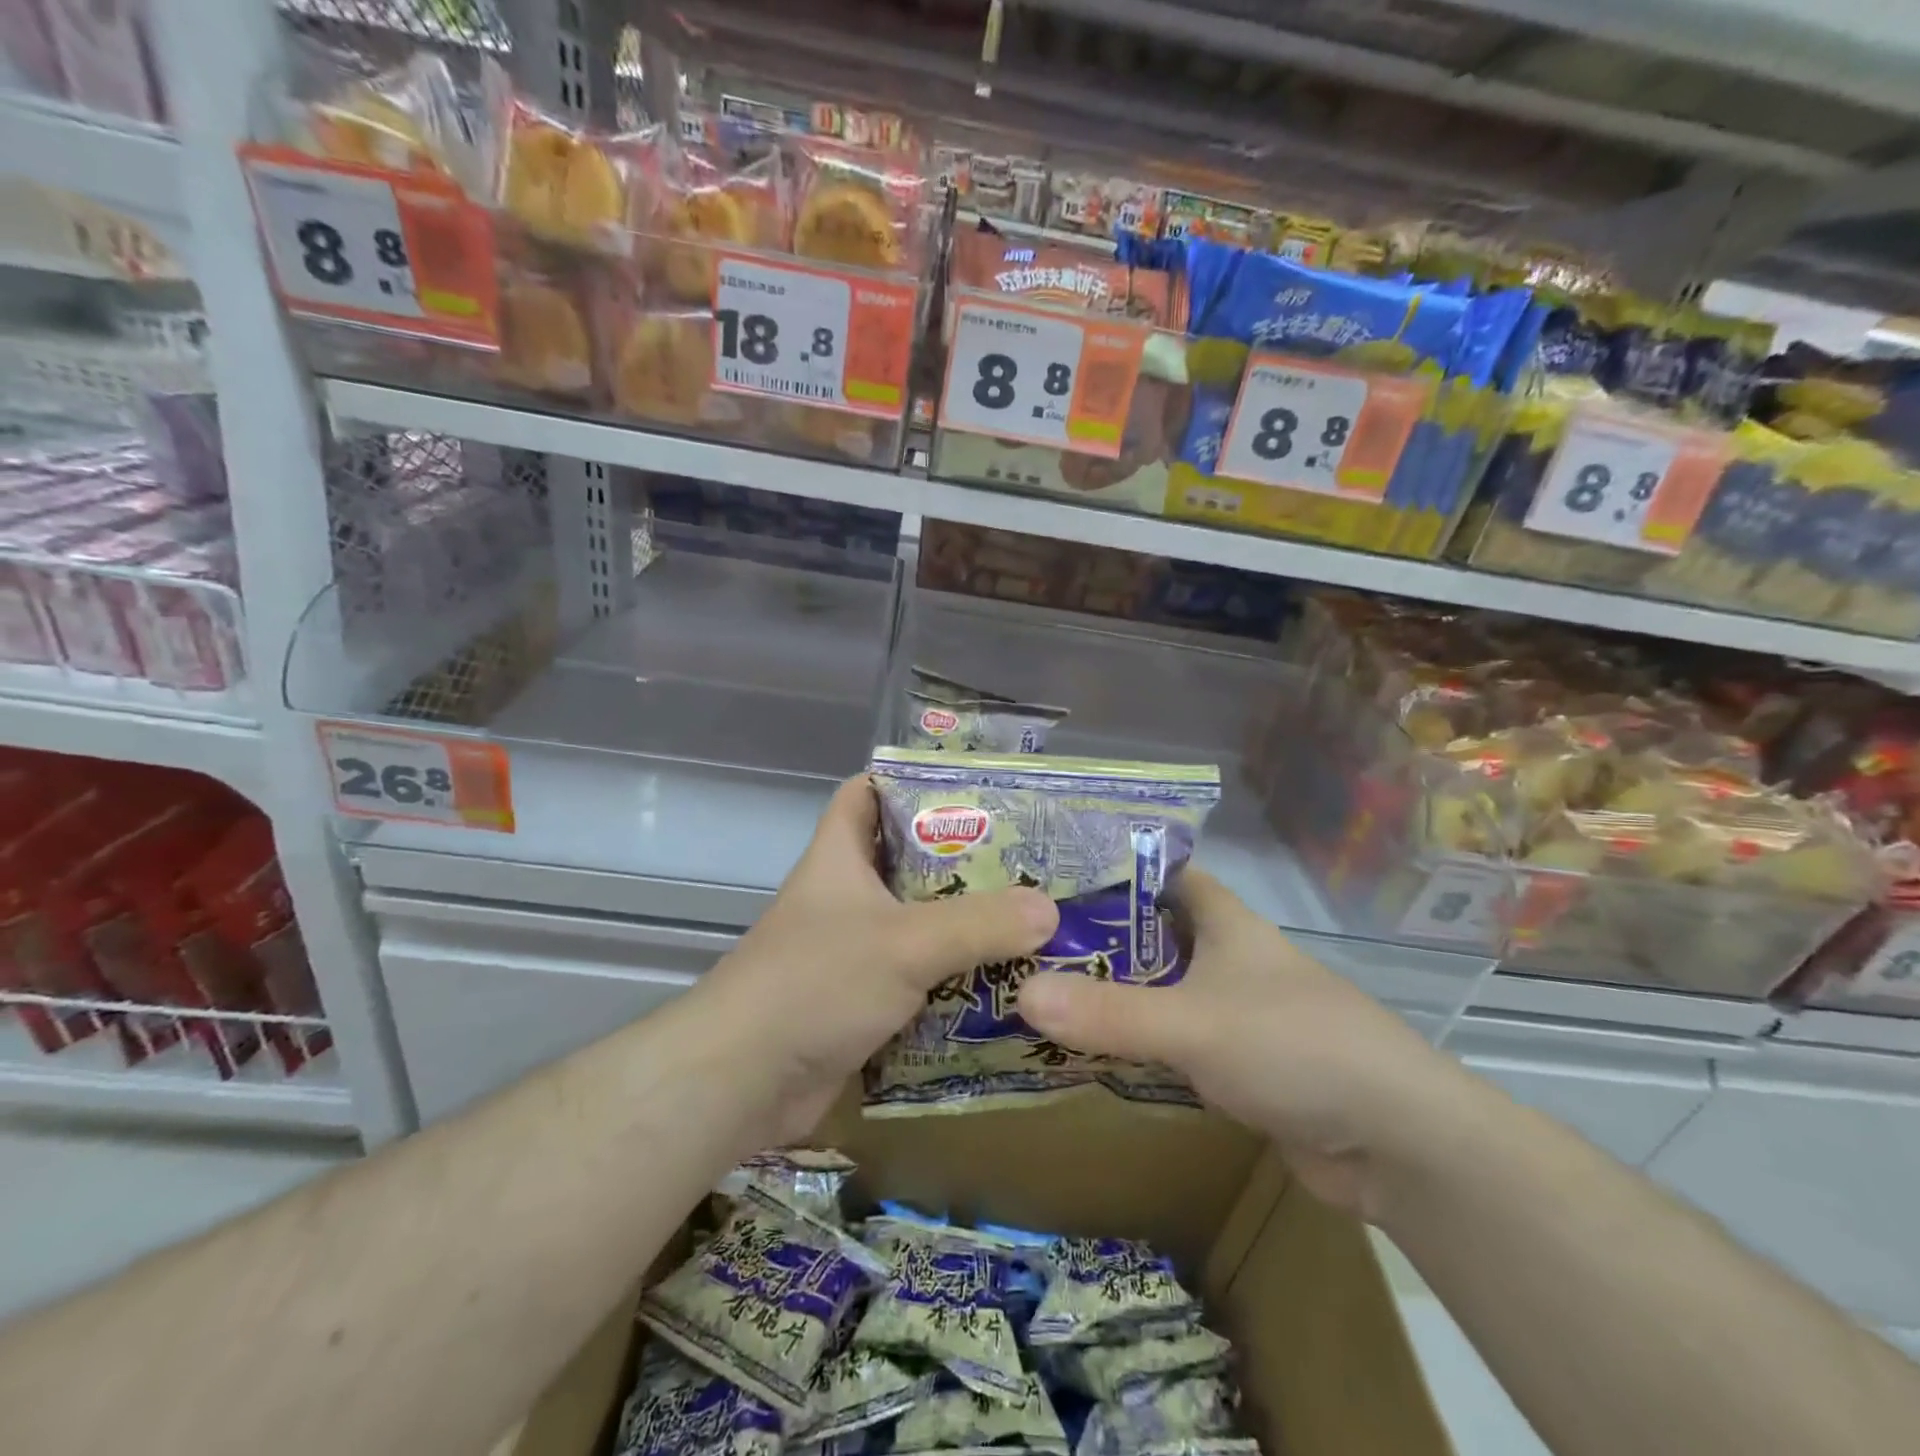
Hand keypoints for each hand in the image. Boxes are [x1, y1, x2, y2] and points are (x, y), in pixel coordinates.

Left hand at [704, 775, 1058, 1144]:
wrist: (742, 1081)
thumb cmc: (815, 983)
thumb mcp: (904, 942)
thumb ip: (978, 924)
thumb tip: (1050, 911)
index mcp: (839, 858)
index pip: (866, 793)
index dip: (909, 781)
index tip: (971, 788)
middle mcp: (845, 897)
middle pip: (907, 861)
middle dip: (961, 859)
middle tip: (1026, 860)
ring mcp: (851, 951)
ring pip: (917, 923)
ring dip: (964, 925)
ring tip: (1030, 920)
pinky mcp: (860, 1002)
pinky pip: (917, 979)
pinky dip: (952, 980)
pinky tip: (1002, 984)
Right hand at [1017, 868, 1471, 1219]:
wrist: (1397, 1142)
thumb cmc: (1296, 1047)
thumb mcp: (1194, 1023)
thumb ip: (1110, 1012)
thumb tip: (1021, 993)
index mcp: (1224, 922)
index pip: (1159, 872)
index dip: (1109, 868)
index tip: (1048, 876)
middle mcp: (1227, 958)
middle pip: (1149, 933)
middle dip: (1094, 937)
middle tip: (1024, 941)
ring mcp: (1233, 1012)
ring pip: (1157, 990)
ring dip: (1110, 994)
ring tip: (1037, 990)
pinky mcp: (1236, 1064)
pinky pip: (1170, 1041)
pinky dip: (1134, 1043)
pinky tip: (1086, 1050)